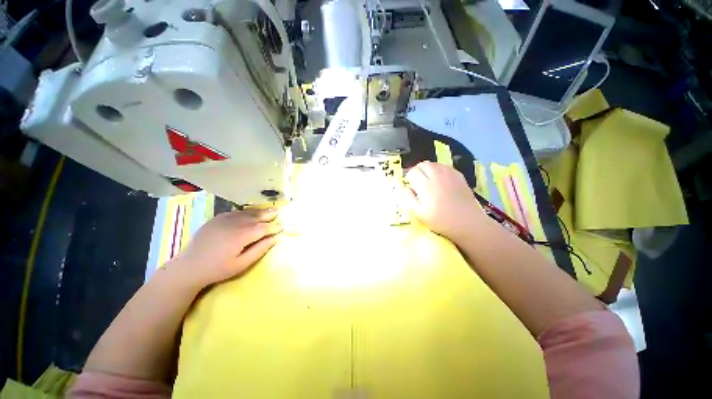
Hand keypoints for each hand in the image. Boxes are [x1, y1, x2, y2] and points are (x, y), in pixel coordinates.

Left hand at [170, 209, 282, 288]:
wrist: (189, 266)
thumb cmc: (218, 269)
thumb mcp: (241, 264)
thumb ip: (260, 250)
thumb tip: (274, 238)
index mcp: (242, 236)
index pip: (263, 228)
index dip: (274, 227)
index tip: (282, 226)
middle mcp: (235, 224)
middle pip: (256, 217)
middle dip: (268, 215)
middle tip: (278, 213)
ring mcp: (224, 219)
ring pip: (247, 213)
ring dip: (259, 212)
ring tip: (269, 210)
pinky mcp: (217, 219)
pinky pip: (236, 212)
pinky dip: (246, 212)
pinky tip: (250, 213)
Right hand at [402, 161, 485, 241]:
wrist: (468, 223)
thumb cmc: (441, 221)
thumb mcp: (419, 214)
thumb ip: (408, 199)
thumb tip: (404, 188)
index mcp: (426, 186)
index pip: (413, 172)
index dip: (409, 178)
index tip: (410, 186)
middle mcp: (437, 176)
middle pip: (423, 164)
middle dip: (417, 170)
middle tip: (417, 181)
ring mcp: (450, 174)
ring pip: (434, 164)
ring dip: (427, 169)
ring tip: (427, 180)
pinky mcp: (459, 176)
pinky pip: (445, 167)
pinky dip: (439, 170)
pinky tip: (440, 181)